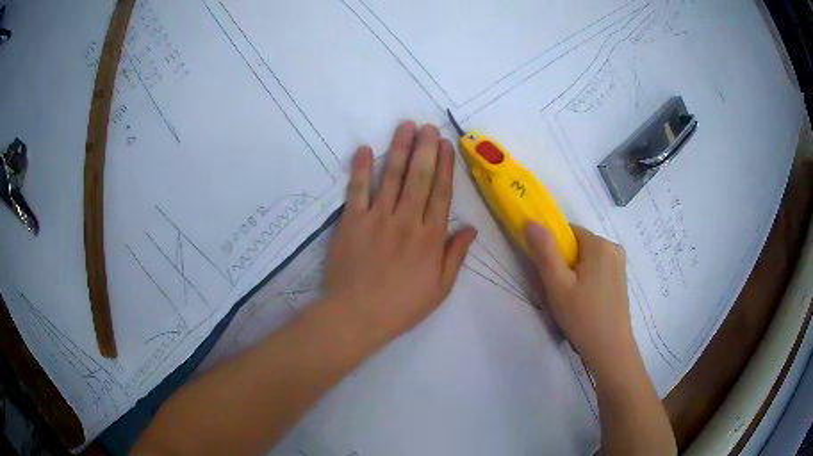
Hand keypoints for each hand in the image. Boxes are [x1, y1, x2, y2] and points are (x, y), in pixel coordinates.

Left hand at [325, 121, 476, 343]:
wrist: (357, 315)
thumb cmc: (402, 306)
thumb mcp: (440, 289)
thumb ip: (455, 255)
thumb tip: (471, 227)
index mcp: (430, 238)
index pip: (441, 193)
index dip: (444, 166)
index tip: (445, 144)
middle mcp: (406, 221)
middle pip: (419, 178)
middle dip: (425, 148)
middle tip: (427, 125)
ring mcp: (377, 219)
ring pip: (392, 177)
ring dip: (399, 149)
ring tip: (405, 126)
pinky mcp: (351, 222)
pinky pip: (357, 190)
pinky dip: (361, 169)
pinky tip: (365, 149)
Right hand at [525, 223, 633, 372]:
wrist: (610, 350)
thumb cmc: (583, 317)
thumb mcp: (558, 285)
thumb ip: (545, 251)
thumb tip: (531, 221)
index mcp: (600, 245)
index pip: (568, 232)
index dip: (553, 249)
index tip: (548, 273)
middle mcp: (613, 249)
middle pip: (578, 246)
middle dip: (564, 264)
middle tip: (558, 291)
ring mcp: (620, 265)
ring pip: (587, 260)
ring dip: (574, 274)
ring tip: (570, 301)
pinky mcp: (621, 280)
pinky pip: (597, 270)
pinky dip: (586, 281)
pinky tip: (583, 304)